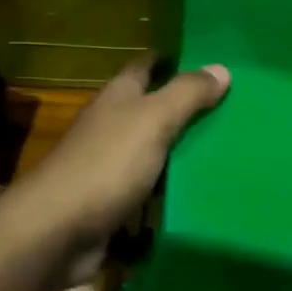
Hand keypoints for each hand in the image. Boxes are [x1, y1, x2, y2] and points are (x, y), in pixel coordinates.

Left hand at [6, 55, 230, 284]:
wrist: (57, 231)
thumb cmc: (106, 164)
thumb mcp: (152, 120)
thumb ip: (186, 94)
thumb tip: (221, 67)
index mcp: (118, 97)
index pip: (145, 66)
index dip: (172, 59)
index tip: (208, 59)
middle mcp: (112, 126)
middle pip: (152, 110)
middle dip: (186, 108)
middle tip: (234, 109)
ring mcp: (110, 167)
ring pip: (154, 153)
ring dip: (183, 153)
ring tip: (230, 152)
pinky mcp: (113, 204)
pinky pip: (150, 193)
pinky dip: (171, 194)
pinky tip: (203, 195)